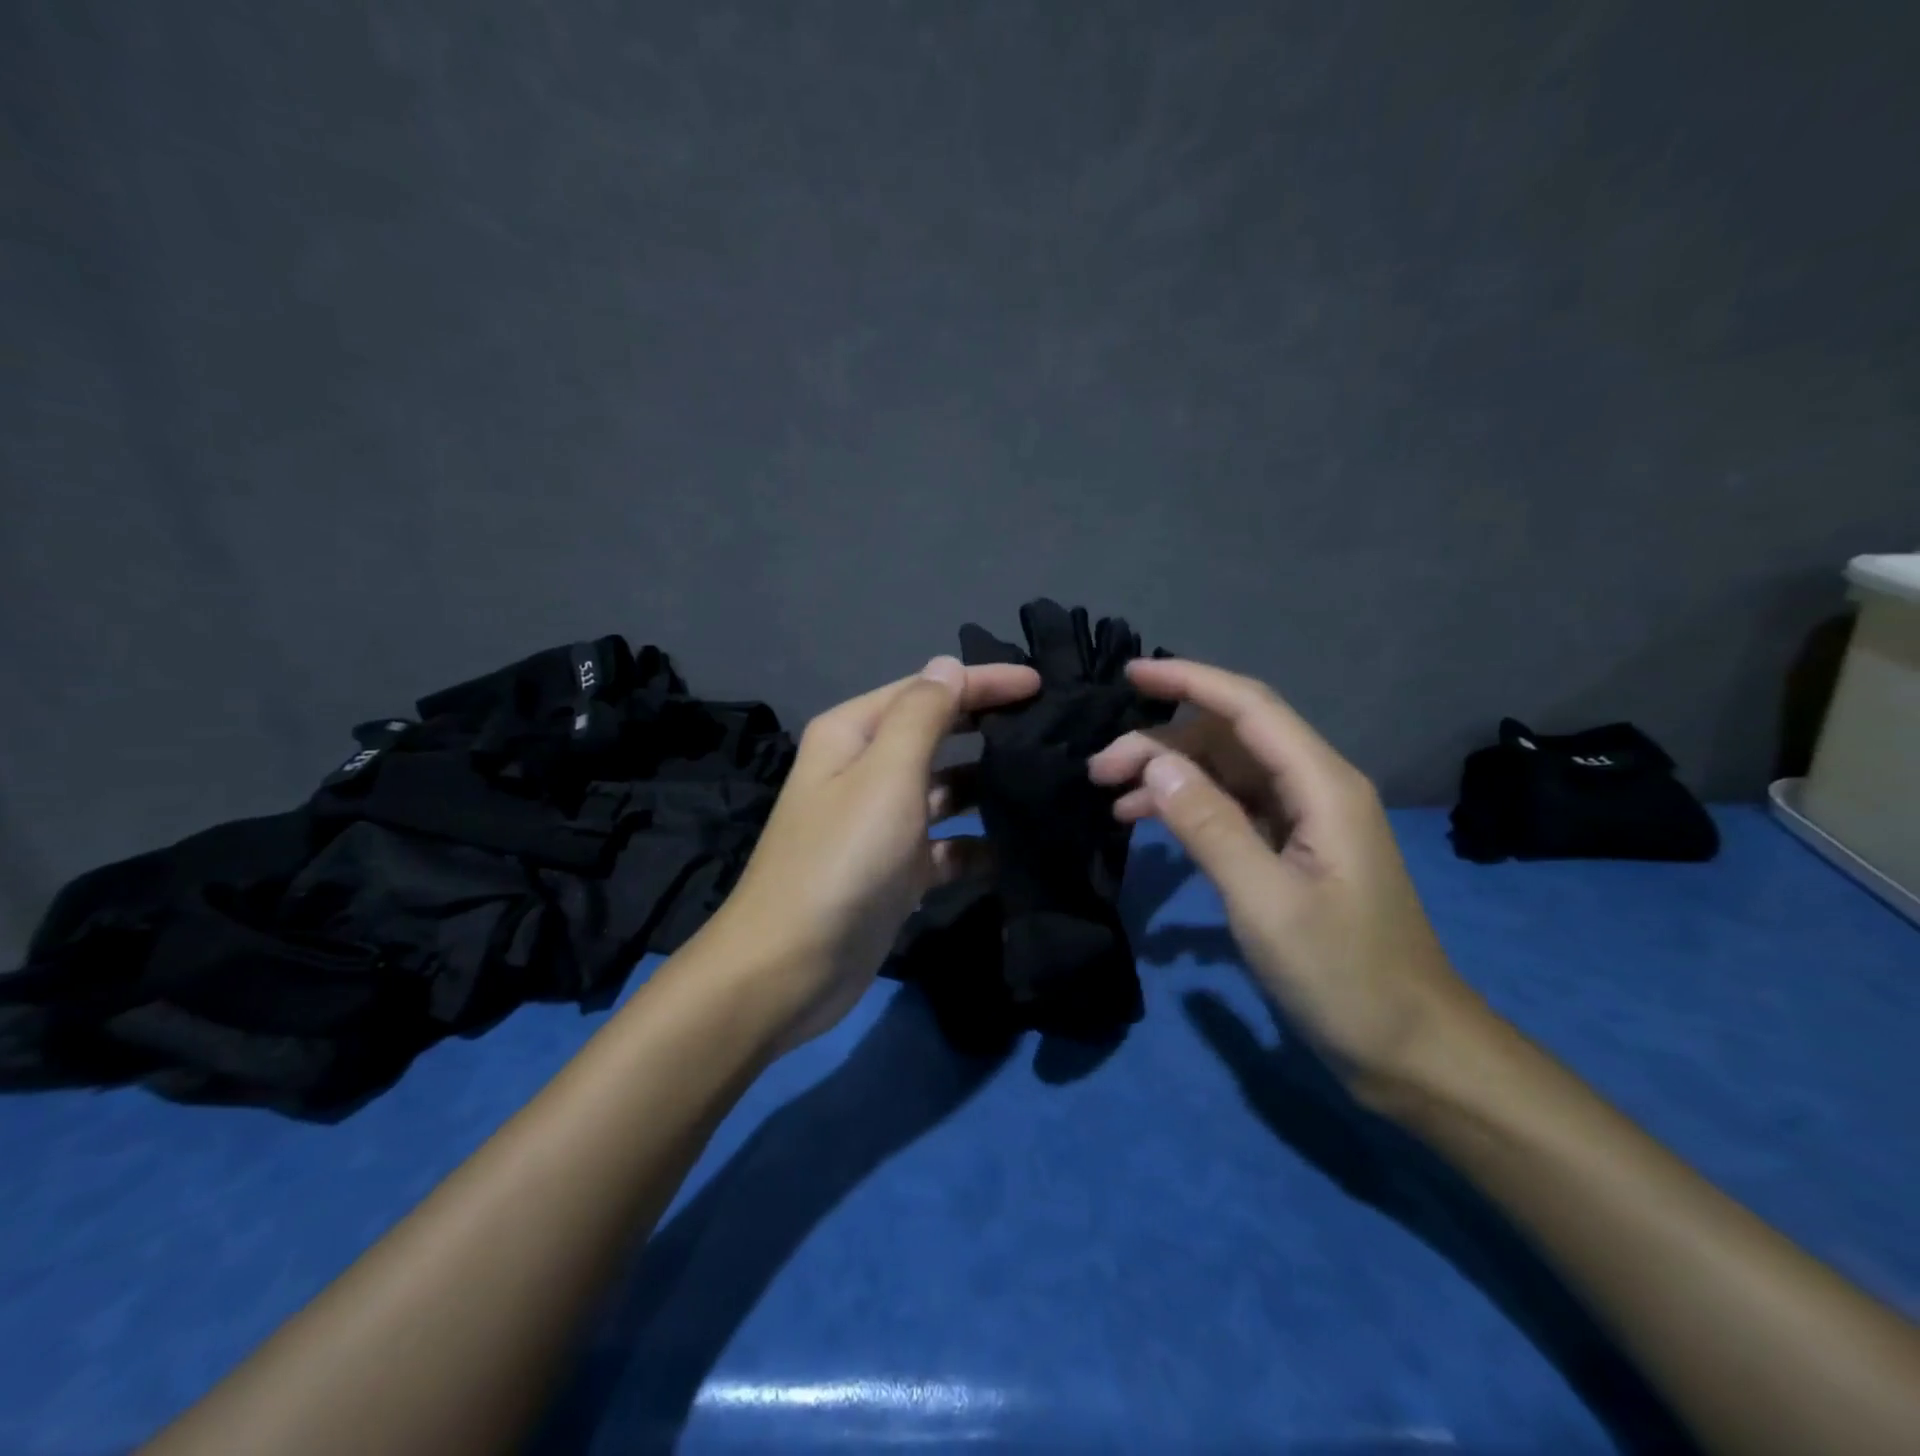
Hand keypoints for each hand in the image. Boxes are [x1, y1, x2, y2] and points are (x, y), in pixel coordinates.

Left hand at [709, 655, 1040, 1050]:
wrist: (791, 967)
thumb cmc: (841, 859)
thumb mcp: (885, 775)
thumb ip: (922, 715)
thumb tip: (947, 665)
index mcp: (854, 734)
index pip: (927, 690)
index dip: (983, 682)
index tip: (1041, 685)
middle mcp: (865, 770)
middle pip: (937, 735)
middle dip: (987, 728)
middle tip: (1049, 728)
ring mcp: (881, 823)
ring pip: (946, 790)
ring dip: (988, 785)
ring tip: (1047, 782)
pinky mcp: (897, 870)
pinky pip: (947, 845)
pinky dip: (978, 844)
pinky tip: (1019, 847)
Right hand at [1087, 657, 1479, 1087]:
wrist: (1411, 1047)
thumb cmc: (1344, 976)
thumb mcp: (1265, 903)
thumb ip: (1210, 826)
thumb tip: (1155, 764)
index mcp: (1322, 786)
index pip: (1249, 708)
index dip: (1189, 681)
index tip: (1130, 674)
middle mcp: (1316, 788)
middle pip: (1229, 738)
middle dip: (1161, 743)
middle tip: (1098, 770)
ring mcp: (1306, 820)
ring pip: (1227, 772)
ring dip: (1170, 776)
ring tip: (1111, 798)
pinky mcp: (1294, 851)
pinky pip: (1233, 808)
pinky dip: (1189, 808)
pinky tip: (1150, 823)